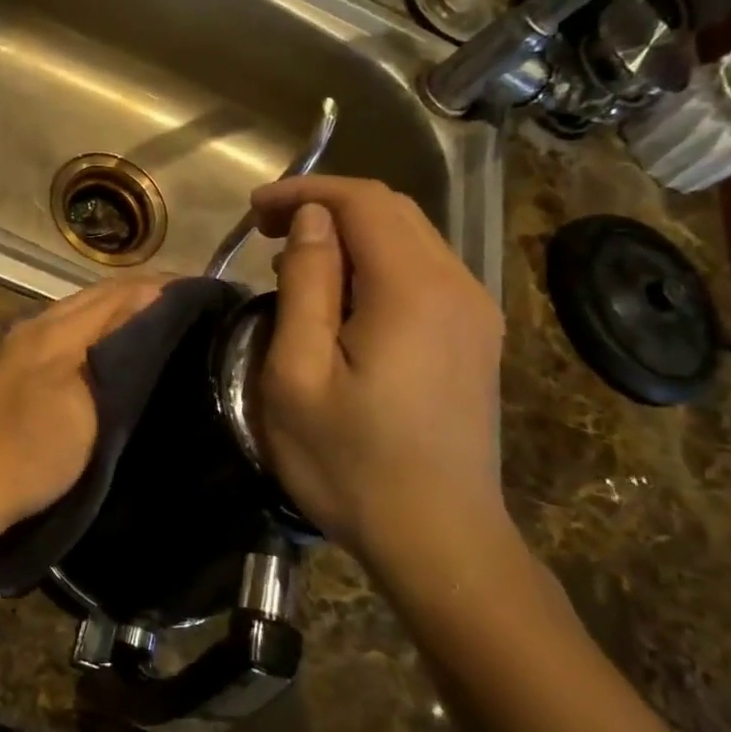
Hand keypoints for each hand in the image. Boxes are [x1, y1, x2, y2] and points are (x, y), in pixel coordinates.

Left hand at [0, 275, 168, 540]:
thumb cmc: (31, 450)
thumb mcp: (85, 405)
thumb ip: (114, 352)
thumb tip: (147, 307)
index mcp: (54, 329)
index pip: (117, 293)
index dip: (159, 288)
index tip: (202, 293)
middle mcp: (36, 328)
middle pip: (95, 298)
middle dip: (141, 295)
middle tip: (188, 307)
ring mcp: (21, 349)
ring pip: (79, 315)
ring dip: (117, 312)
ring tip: (159, 324)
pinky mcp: (14, 371)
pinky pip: (65, 335)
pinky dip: (96, 332)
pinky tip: (112, 350)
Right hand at [252, 177, 508, 574]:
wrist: (439, 539)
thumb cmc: (350, 463)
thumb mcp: (298, 375)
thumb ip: (305, 286)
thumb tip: (311, 221)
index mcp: (412, 289)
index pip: (363, 201)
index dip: (305, 191)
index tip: (255, 211)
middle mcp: (457, 285)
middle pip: (392, 211)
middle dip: (326, 207)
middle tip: (267, 232)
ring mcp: (475, 312)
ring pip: (412, 239)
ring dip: (350, 235)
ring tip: (295, 264)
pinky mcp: (476, 338)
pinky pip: (425, 272)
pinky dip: (376, 263)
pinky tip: (342, 299)